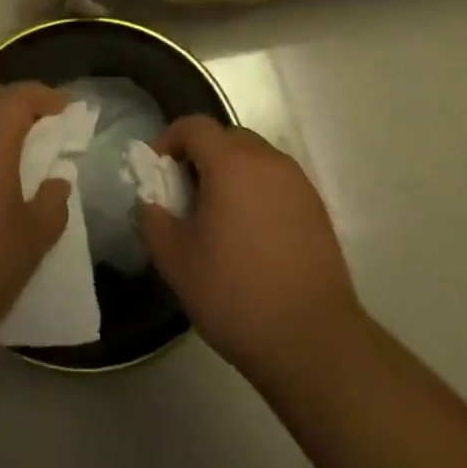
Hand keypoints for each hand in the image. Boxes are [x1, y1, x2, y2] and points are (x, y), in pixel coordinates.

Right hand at [139, 116, 361, 380]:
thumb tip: (151, 202)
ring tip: (219, 217)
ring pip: (254, 158)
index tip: (158, 171)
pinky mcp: (316, 208)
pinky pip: (277, 182)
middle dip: (201, 156)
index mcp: (230, 162)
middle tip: (186, 195)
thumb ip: (152, 220)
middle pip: (226, 137)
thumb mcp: (176, 262)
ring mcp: (297, 182)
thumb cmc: (236, 295)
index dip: (169, 140)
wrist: (313, 341)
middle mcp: (266, 159)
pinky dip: (257, 192)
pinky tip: (252, 236)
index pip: (194, 126)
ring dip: (231, 173)